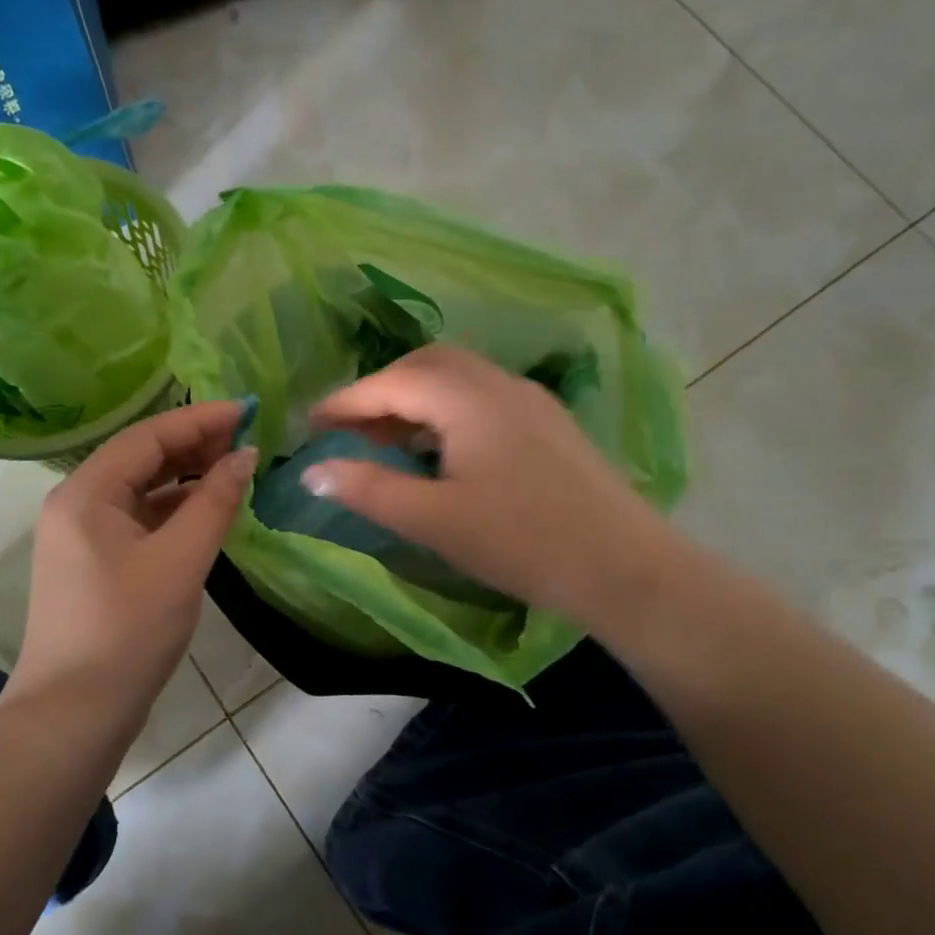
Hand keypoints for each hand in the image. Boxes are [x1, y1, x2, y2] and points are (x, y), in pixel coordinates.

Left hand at [11, 401, 255, 719]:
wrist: (74, 712)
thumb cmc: (128, 630)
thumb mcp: (180, 561)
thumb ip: (215, 502)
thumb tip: (245, 456)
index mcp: (86, 493)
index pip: (148, 436)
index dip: (201, 419)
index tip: (250, 411)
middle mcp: (77, 504)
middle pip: (141, 457)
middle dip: (194, 445)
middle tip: (247, 442)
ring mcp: (82, 536)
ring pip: (141, 490)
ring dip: (186, 478)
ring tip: (234, 471)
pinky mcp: (95, 564)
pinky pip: (139, 520)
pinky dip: (174, 511)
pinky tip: (207, 513)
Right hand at [308, 345, 678, 624]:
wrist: (624, 567)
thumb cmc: (520, 541)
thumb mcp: (433, 519)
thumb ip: (369, 489)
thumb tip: (313, 471)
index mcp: (467, 397)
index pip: (392, 383)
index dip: (346, 401)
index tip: (311, 425)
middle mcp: (499, 383)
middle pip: (426, 366)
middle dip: (381, 391)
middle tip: (349, 429)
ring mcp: (531, 401)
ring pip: (458, 380)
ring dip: (415, 400)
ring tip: (388, 441)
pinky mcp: (549, 425)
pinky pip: (483, 399)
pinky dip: (446, 412)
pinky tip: (441, 451)